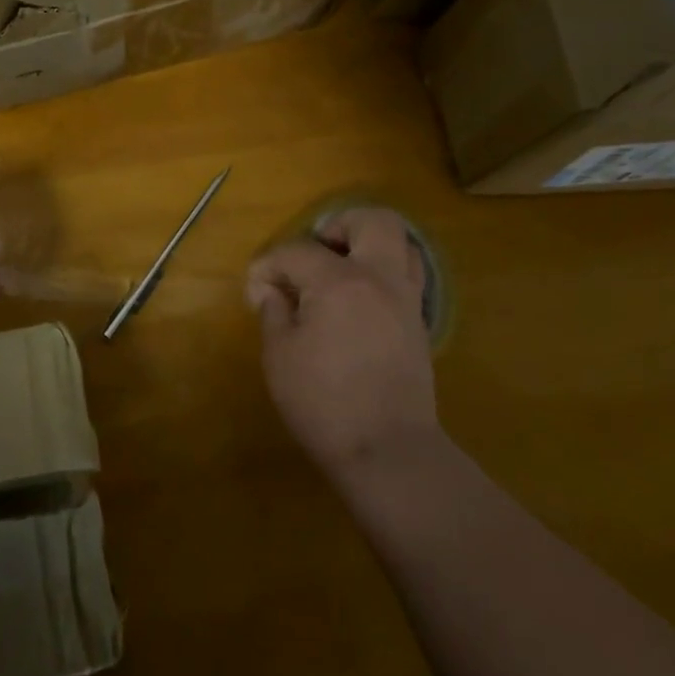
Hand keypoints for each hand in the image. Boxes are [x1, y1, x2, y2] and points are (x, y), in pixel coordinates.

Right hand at [246, 208, 440, 478]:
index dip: (268, 266)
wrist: (389, 454)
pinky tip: (359, 301)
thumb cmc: (325, 404)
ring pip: (401, 244)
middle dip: (340, 225)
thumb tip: (271, 289)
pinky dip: (383, 274)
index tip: (256, 291)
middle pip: (373, 221)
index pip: (297, 252)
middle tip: (316, 250)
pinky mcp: (419, 324)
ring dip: (369, 245)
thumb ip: (273, 311)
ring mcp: (406, 300)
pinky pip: (406, 277)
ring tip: (341, 269)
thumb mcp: (280, 357)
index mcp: (339, 282)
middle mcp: (379, 279)